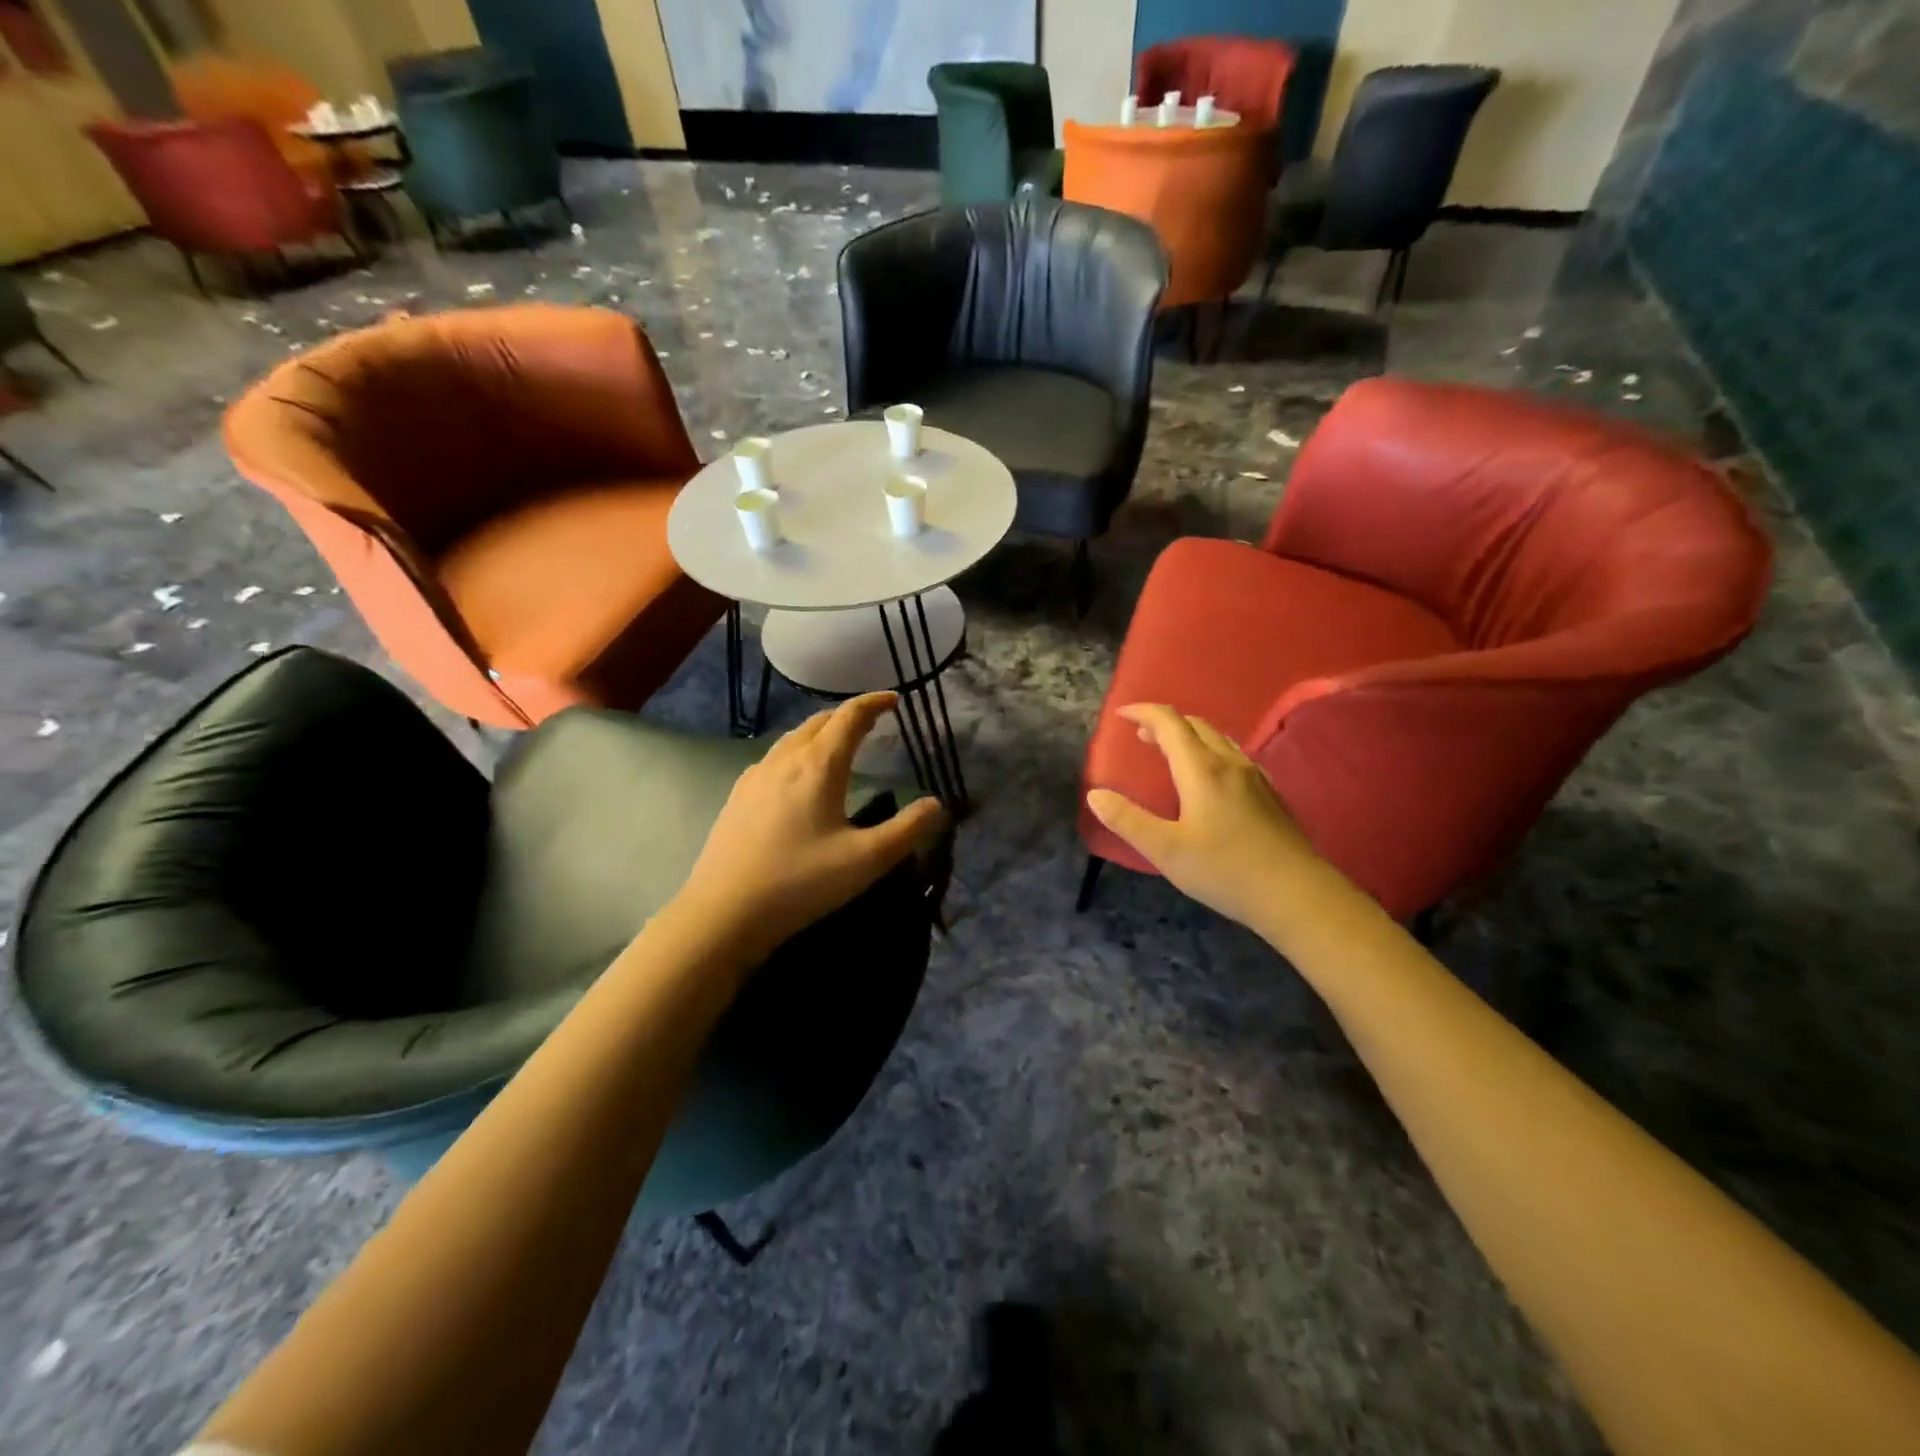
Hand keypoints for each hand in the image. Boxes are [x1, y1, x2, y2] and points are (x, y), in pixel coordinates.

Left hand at [674, 693, 946, 962]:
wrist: (723, 912)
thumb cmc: (800, 882)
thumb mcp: (866, 860)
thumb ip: (907, 830)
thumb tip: (936, 804)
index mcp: (818, 766)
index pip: (849, 717)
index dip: (874, 703)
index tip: (894, 699)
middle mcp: (785, 760)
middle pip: (819, 721)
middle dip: (848, 715)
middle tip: (872, 720)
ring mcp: (756, 776)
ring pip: (793, 738)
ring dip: (821, 731)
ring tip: (838, 743)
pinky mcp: (738, 796)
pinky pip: (774, 757)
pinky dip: (797, 751)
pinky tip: (797, 776)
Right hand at [1085, 704, 1319, 930]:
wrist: (1296, 894)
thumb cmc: (1225, 870)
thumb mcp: (1166, 850)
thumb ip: (1128, 820)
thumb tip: (1095, 795)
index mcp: (1201, 769)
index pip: (1170, 723)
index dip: (1144, 712)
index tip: (1121, 715)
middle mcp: (1230, 763)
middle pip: (1196, 726)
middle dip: (1165, 723)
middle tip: (1141, 736)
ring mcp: (1255, 777)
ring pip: (1219, 739)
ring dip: (1189, 736)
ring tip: (1171, 752)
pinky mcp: (1271, 795)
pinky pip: (1235, 757)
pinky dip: (1211, 752)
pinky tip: (1212, 778)